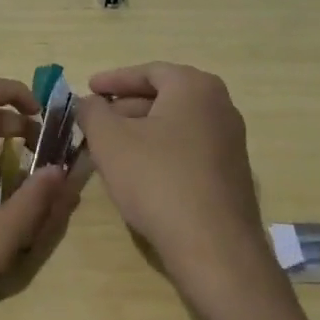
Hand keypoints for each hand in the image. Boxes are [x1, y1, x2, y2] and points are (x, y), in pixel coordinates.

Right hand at [74, 63, 277, 312]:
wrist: (214, 248)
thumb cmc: (157, 180)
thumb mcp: (109, 141)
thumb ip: (92, 112)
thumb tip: (87, 102)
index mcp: (195, 87)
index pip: (148, 72)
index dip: (113, 80)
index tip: (88, 90)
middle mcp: (220, 106)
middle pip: (163, 97)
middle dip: (125, 108)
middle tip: (95, 121)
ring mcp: (231, 141)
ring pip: (175, 125)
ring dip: (141, 132)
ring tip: (109, 149)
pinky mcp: (231, 173)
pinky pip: (188, 149)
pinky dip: (160, 151)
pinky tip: (138, 174)